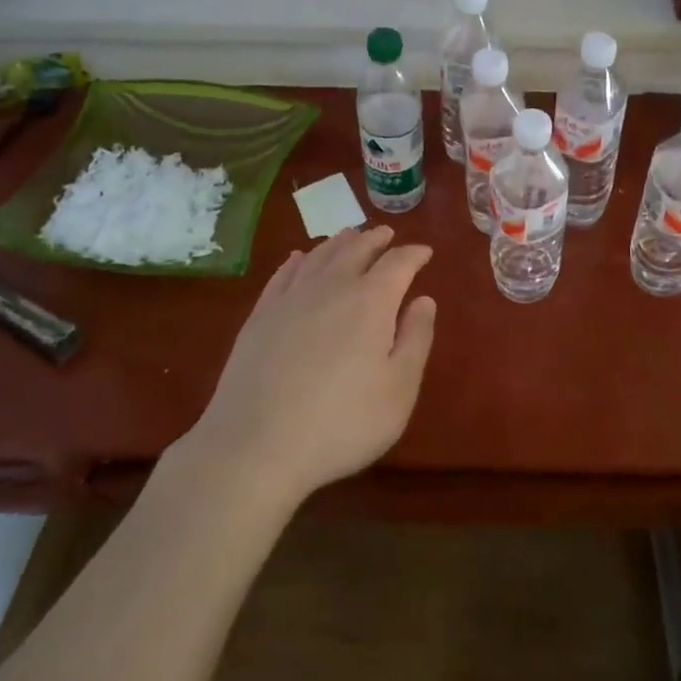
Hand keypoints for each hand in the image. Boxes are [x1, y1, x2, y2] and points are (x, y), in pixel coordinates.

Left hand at [182, 225, 435, 510]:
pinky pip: (283, 274)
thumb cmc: (342, 423)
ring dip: (339, 242)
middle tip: (386, 234)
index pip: (399, 263)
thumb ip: (416, 339)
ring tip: (350, 235)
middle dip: (375, 239)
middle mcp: (332, 286)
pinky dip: (297, 260)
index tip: (425, 252)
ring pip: (320, 255)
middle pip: (357, 249)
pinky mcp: (260, 316)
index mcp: (372, 300)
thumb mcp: (399, 389)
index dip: (414, 254)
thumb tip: (424, 300)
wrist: (256, 446)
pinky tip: (298, 258)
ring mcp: (291, 298)